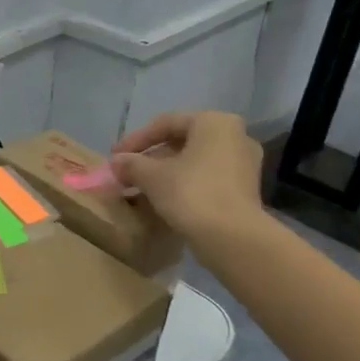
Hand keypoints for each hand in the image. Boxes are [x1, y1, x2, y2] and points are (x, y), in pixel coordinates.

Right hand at [110, 112, 265, 240]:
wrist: (233, 238)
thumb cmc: (192, 194)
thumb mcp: (152, 176)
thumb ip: (131, 164)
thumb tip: (116, 162)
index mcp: (214, 122)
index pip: (166, 124)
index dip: (135, 140)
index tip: (115, 157)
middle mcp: (235, 136)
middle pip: (182, 142)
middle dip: (151, 158)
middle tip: (127, 173)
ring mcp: (243, 163)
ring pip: (194, 161)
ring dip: (165, 172)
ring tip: (140, 188)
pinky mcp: (245, 189)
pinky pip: (206, 177)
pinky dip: (184, 183)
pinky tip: (163, 199)